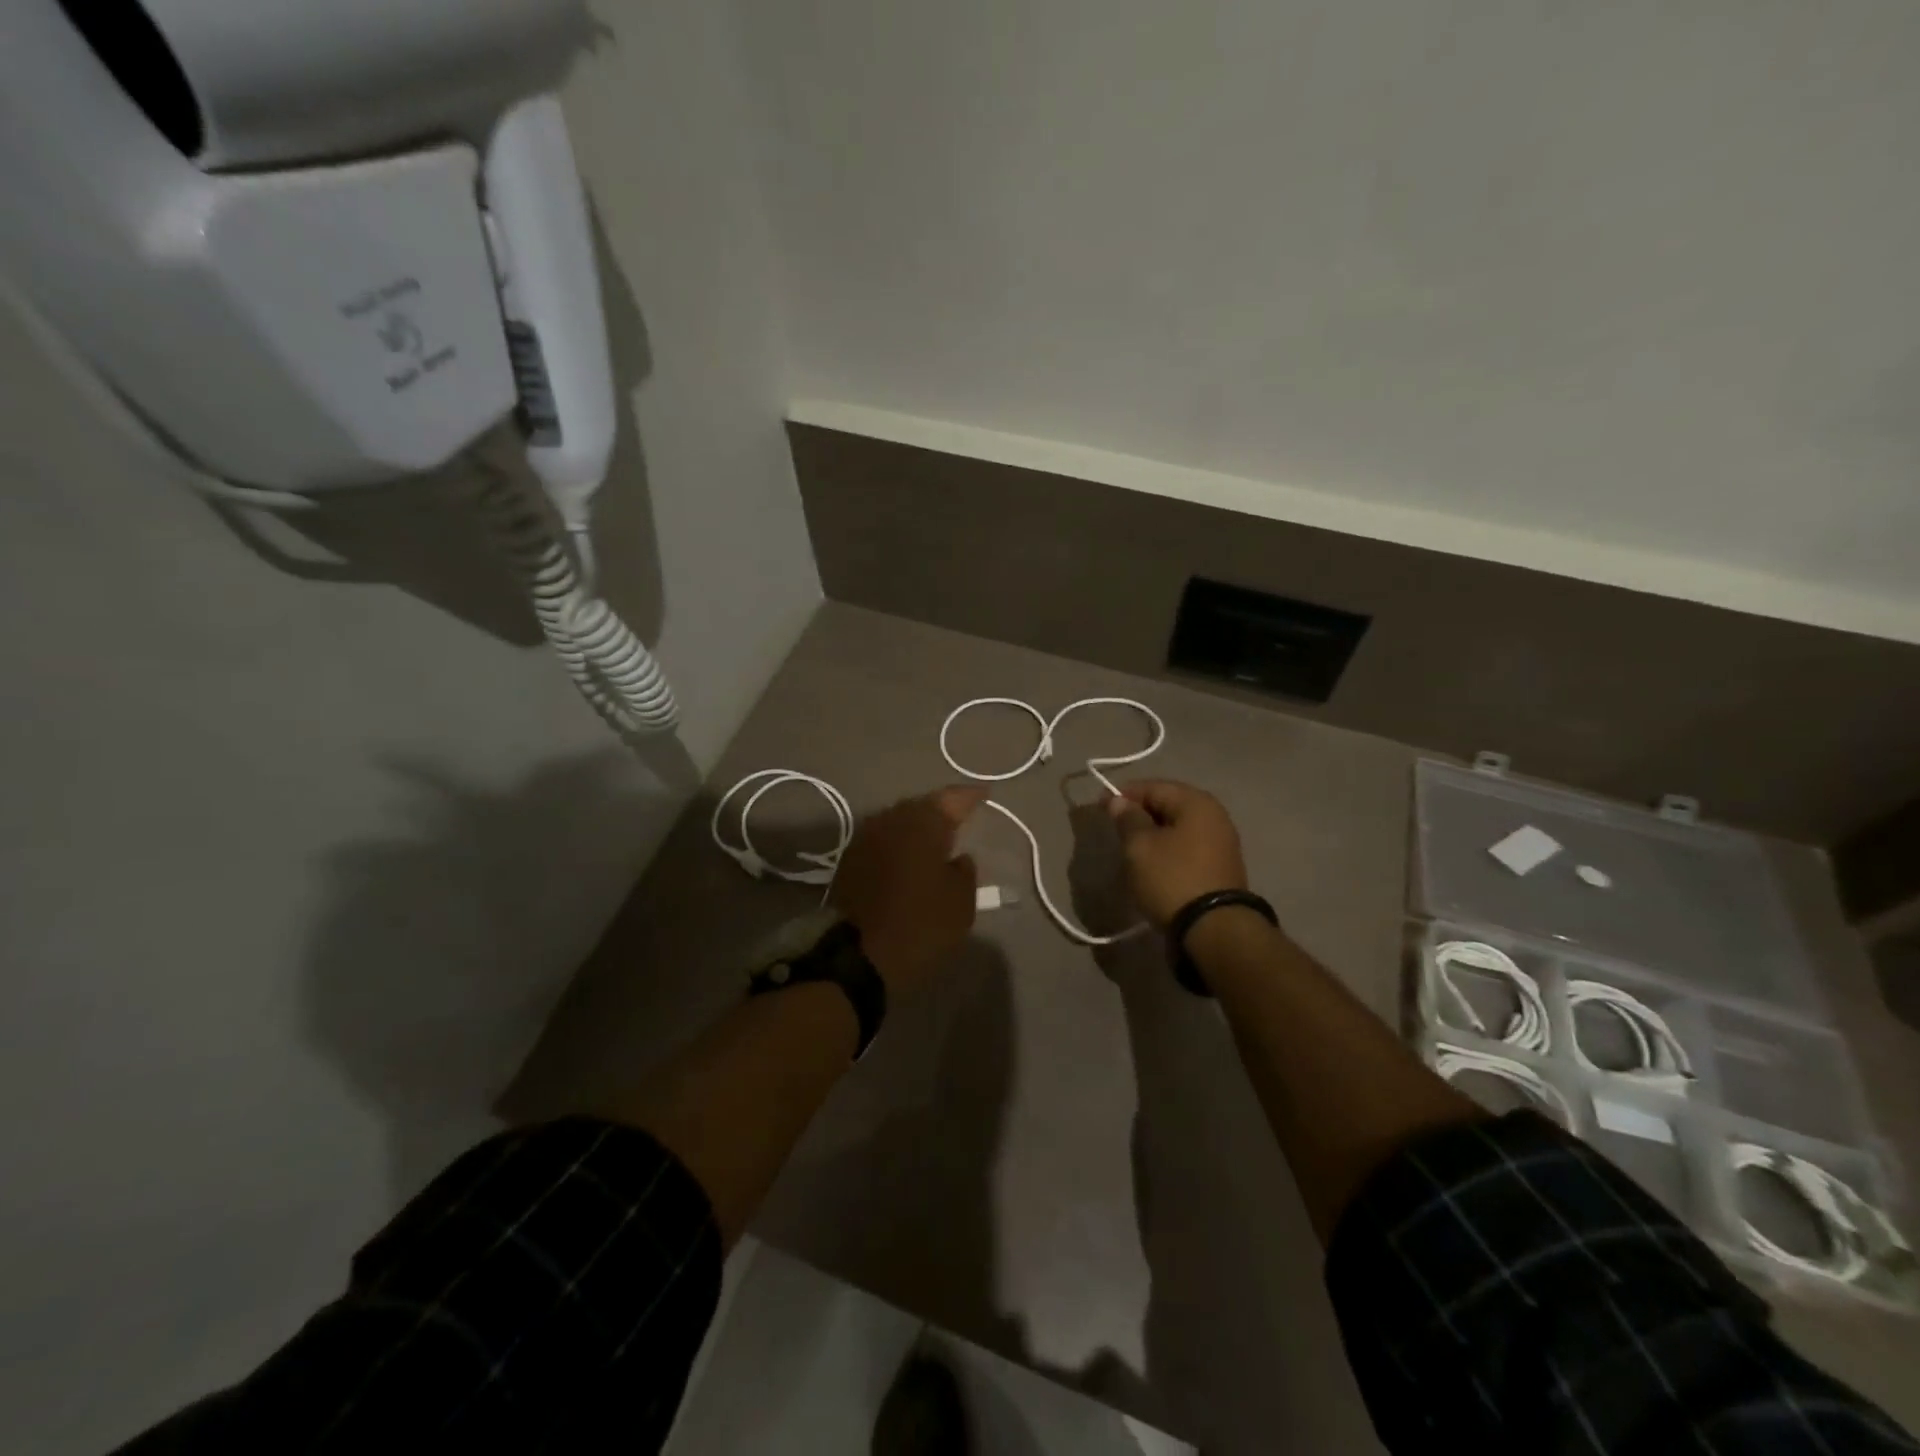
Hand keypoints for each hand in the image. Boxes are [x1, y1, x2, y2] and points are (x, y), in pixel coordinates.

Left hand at [831, 787, 985, 996]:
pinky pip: (883, 840)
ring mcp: (865, 837)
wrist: (857, 956)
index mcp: (923, 822)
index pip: (952, 798)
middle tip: (959, 816)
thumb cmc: (920, 924)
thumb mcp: (961, 902)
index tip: (985, 794)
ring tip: (936, 838)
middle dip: (941, 809)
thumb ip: (965, 871)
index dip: (971, 796)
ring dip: (917, 827)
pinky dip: (899, 844)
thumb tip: (959, 858)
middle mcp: (891, 819)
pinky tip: (909, 857)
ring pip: (899, 822)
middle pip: (921, 806)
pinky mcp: (849, 859)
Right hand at [1108, 780, 1247, 927]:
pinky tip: (1152, 866)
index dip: (1123, 795)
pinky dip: (1167, 851)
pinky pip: (1186, 849)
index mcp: (1196, 802)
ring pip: (1177, 829)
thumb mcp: (1140, 846)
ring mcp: (1221, 843)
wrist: (1214, 929)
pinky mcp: (1220, 868)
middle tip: (1115, 830)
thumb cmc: (1172, 878)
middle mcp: (1214, 816)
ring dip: (1152, 835)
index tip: (1100, 808)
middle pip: (1168, 806)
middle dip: (1139, 815)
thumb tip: (1119, 801)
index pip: (1153, 787)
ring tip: (1130, 850)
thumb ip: (1127, 819)